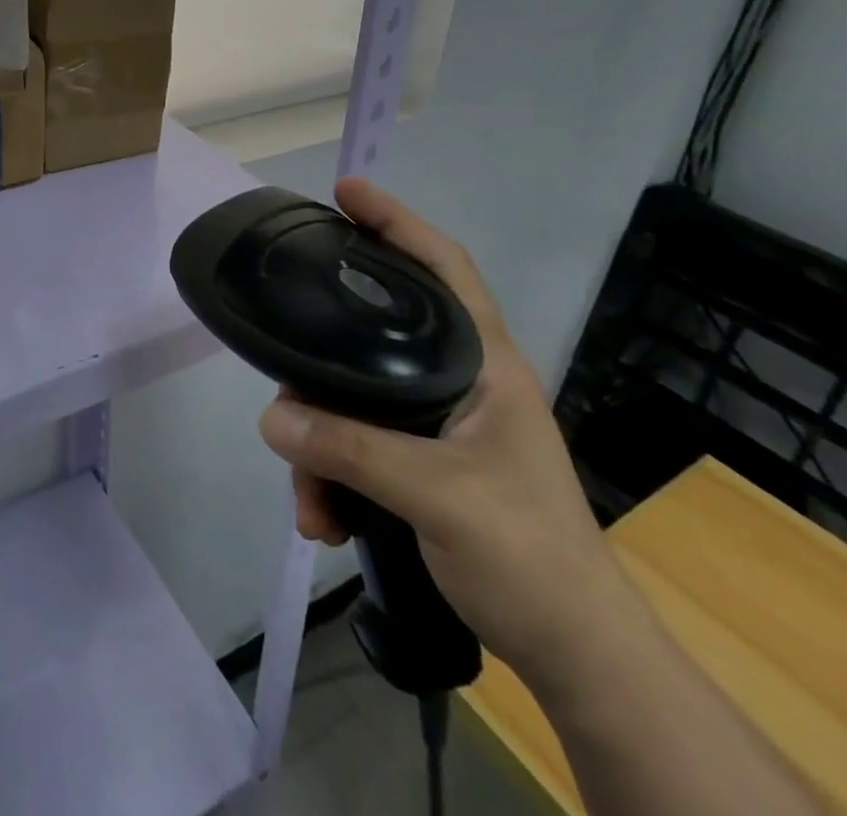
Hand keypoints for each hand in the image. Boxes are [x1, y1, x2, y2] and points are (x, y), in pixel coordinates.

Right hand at [257, 178, 638, 692]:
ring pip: (357, 401)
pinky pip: (359, 447)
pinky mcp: (423, 464)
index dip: (397, 222)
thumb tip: (271, 414)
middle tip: (284, 370)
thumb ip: (351, 450)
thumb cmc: (528, 555)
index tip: (346, 192)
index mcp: (484, 364)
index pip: (444, 267)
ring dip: (322, 446)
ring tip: (309, 502)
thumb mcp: (437, 496)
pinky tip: (323, 518)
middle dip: (323, 365)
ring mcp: (440, 424)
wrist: (575, 655)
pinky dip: (333, 477)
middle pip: (376, 337)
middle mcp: (459, 381)